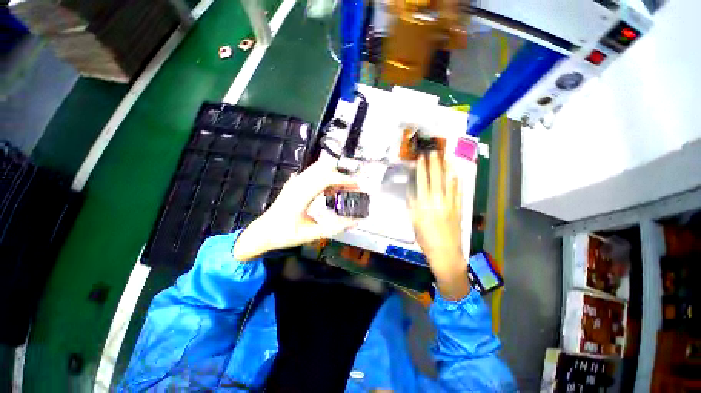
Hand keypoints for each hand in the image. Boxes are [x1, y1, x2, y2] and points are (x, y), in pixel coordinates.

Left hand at [233, 160, 357, 260]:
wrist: (263, 232)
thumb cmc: (285, 234)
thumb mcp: (312, 234)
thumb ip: (335, 228)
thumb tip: (354, 221)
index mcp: (301, 194)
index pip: (327, 177)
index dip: (345, 180)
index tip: (357, 187)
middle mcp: (298, 183)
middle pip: (324, 167)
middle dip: (341, 176)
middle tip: (351, 189)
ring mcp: (295, 182)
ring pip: (319, 168)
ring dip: (333, 177)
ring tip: (341, 192)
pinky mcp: (295, 183)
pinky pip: (314, 174)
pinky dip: (326, 179)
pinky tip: (329, 193)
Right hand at [408, 152, 469, 299]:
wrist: (445, 252)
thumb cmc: (425, 239)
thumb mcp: (414, 222)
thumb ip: (412, 206)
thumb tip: (411, 192)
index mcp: (424, 205)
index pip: (422, 182)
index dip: (421, 169)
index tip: (421, 158)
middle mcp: (437, 201)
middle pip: (436, 178)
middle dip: (434, 164)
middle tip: (434, 152)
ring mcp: (450, 204)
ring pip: (449, 182)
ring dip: (447, 169)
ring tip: (446, 157)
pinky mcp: (459, 208)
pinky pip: (458, 192)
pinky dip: (457, 182)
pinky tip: (456, 174)